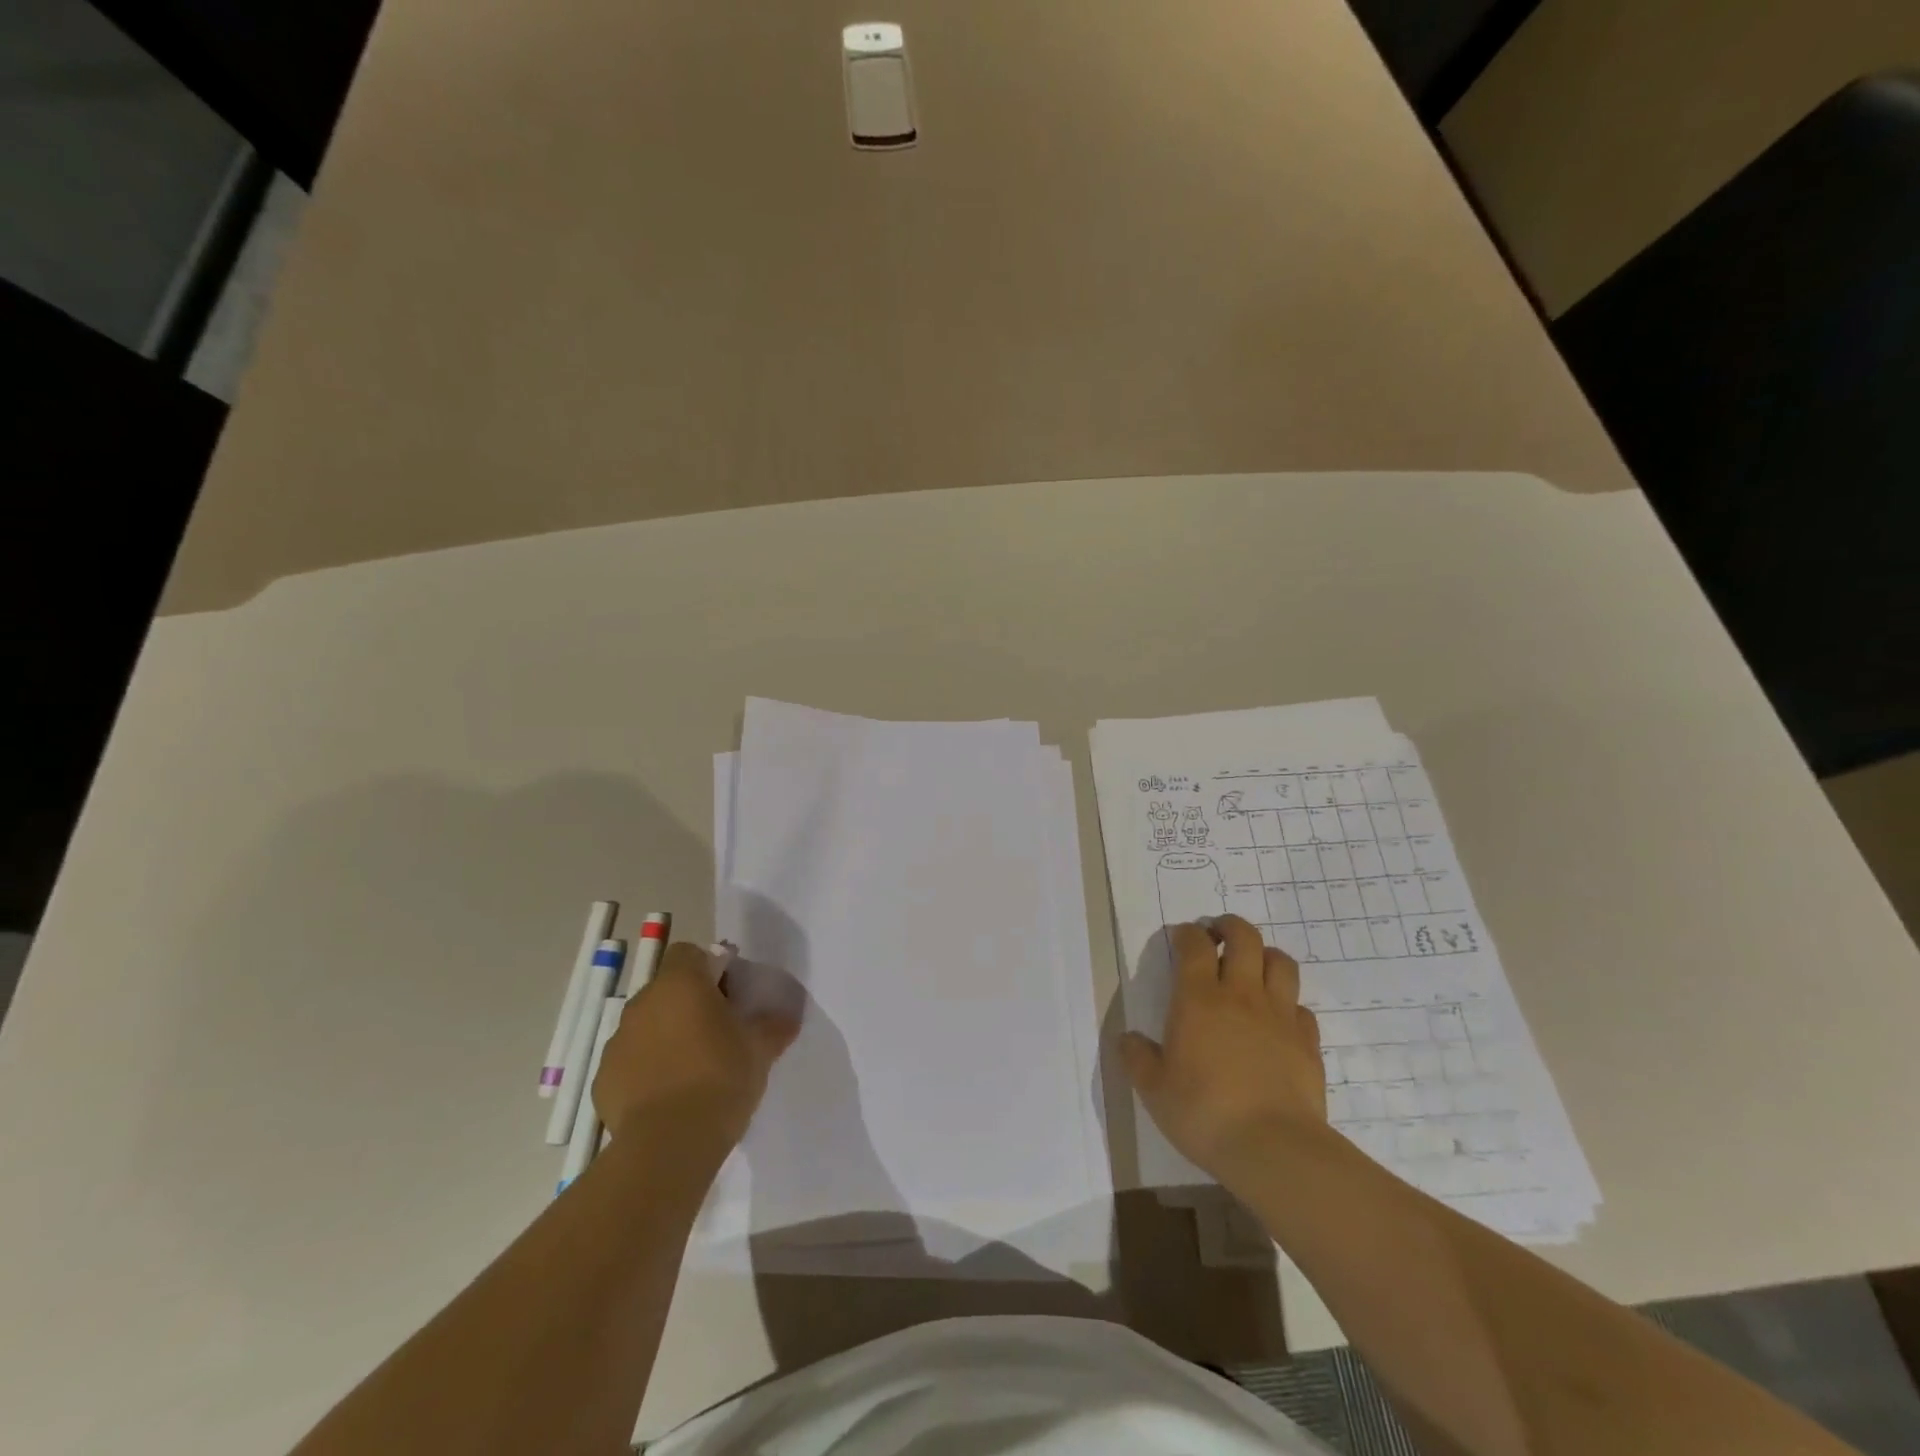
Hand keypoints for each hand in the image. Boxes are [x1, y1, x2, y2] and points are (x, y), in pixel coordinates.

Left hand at [593, 943, 799, 1157]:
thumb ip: (773, 1025)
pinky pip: (630, 1062)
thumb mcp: (761, 1049)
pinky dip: (647, 1070)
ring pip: (647, 1025)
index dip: (710, 968)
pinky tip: (669, 1097)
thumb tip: (787, 1016)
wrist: (668, 1145)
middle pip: (668, 989)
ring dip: (667, 1036)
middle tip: (717, 1033)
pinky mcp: (602, 1079)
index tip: (730, 996)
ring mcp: (617, 1041)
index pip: (690, 953)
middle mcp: (643, 1003)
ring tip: (693, 1070)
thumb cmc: (721, 1079)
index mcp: (681, 983)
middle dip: (689, 1005)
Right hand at [1119, 916, 1328, 1187]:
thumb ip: (1137, 1058)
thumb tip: (1127, 1039)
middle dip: (1230, 927)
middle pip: (1244, 938)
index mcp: (1198, 999)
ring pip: (1281, 962)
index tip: (1181, 937)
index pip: (1194, 945)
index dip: (1187, 933)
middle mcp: (1241, 995)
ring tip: (1253, 966)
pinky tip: (1278, 1019)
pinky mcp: (1307, 1042)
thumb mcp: (1153, 1089)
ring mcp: (1279, 1016)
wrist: (1273, 1148)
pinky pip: (1301, 1007)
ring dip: (1265, 955)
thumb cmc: (1203, 1112)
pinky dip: (1288, 1003)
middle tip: (1218, 936)